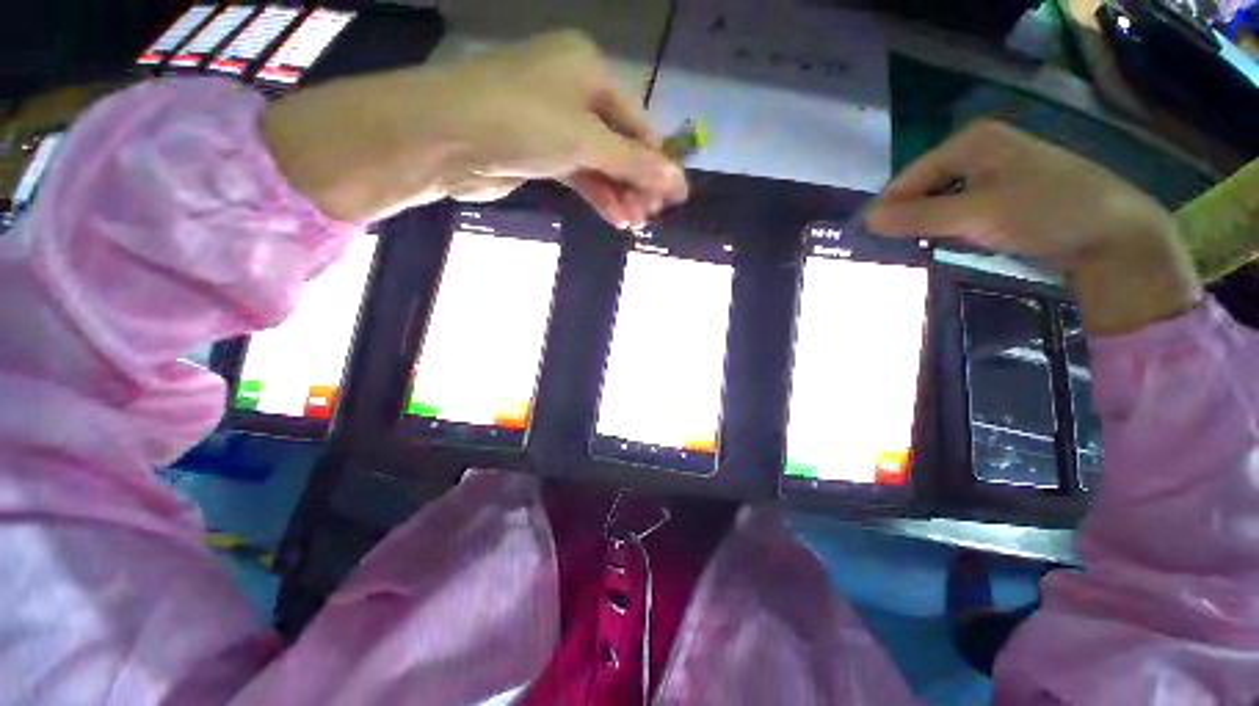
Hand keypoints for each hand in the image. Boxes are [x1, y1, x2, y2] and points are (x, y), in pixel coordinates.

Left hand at [263, 31, 686, 226]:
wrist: (445, 136)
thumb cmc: (522, 121)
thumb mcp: (587, 141)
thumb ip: (634, 164)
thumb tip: (679, 184)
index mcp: (588, 68)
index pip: (637, 121)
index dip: (657, 161)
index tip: (672, 198)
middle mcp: (572, 89)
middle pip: (618, 143)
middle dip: (635, 182)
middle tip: (648, 217)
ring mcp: (552, 121)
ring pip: (598, 162)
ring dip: (616, 193)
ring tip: (632, 224)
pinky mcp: (536, 150)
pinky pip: (577, 172)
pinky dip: (595, 194)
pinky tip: (612, 216)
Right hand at [865, 121, 1200, 334]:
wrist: (1115, 232)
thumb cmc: (1046, 212)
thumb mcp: (977, 215)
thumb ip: (918, 217)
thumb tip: (867, 222)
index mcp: (970, 142)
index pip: (908, 179)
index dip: (886, 210)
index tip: (867, 242)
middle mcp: (978, 149)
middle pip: (923, 188)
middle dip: (906, 218)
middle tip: (889, 250)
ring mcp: (994, 170)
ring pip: (940, 199)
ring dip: (925, 225)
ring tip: (912, 249)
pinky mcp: (1005, 191)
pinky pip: (960, 207)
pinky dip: (947, 226)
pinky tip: (946, 242)